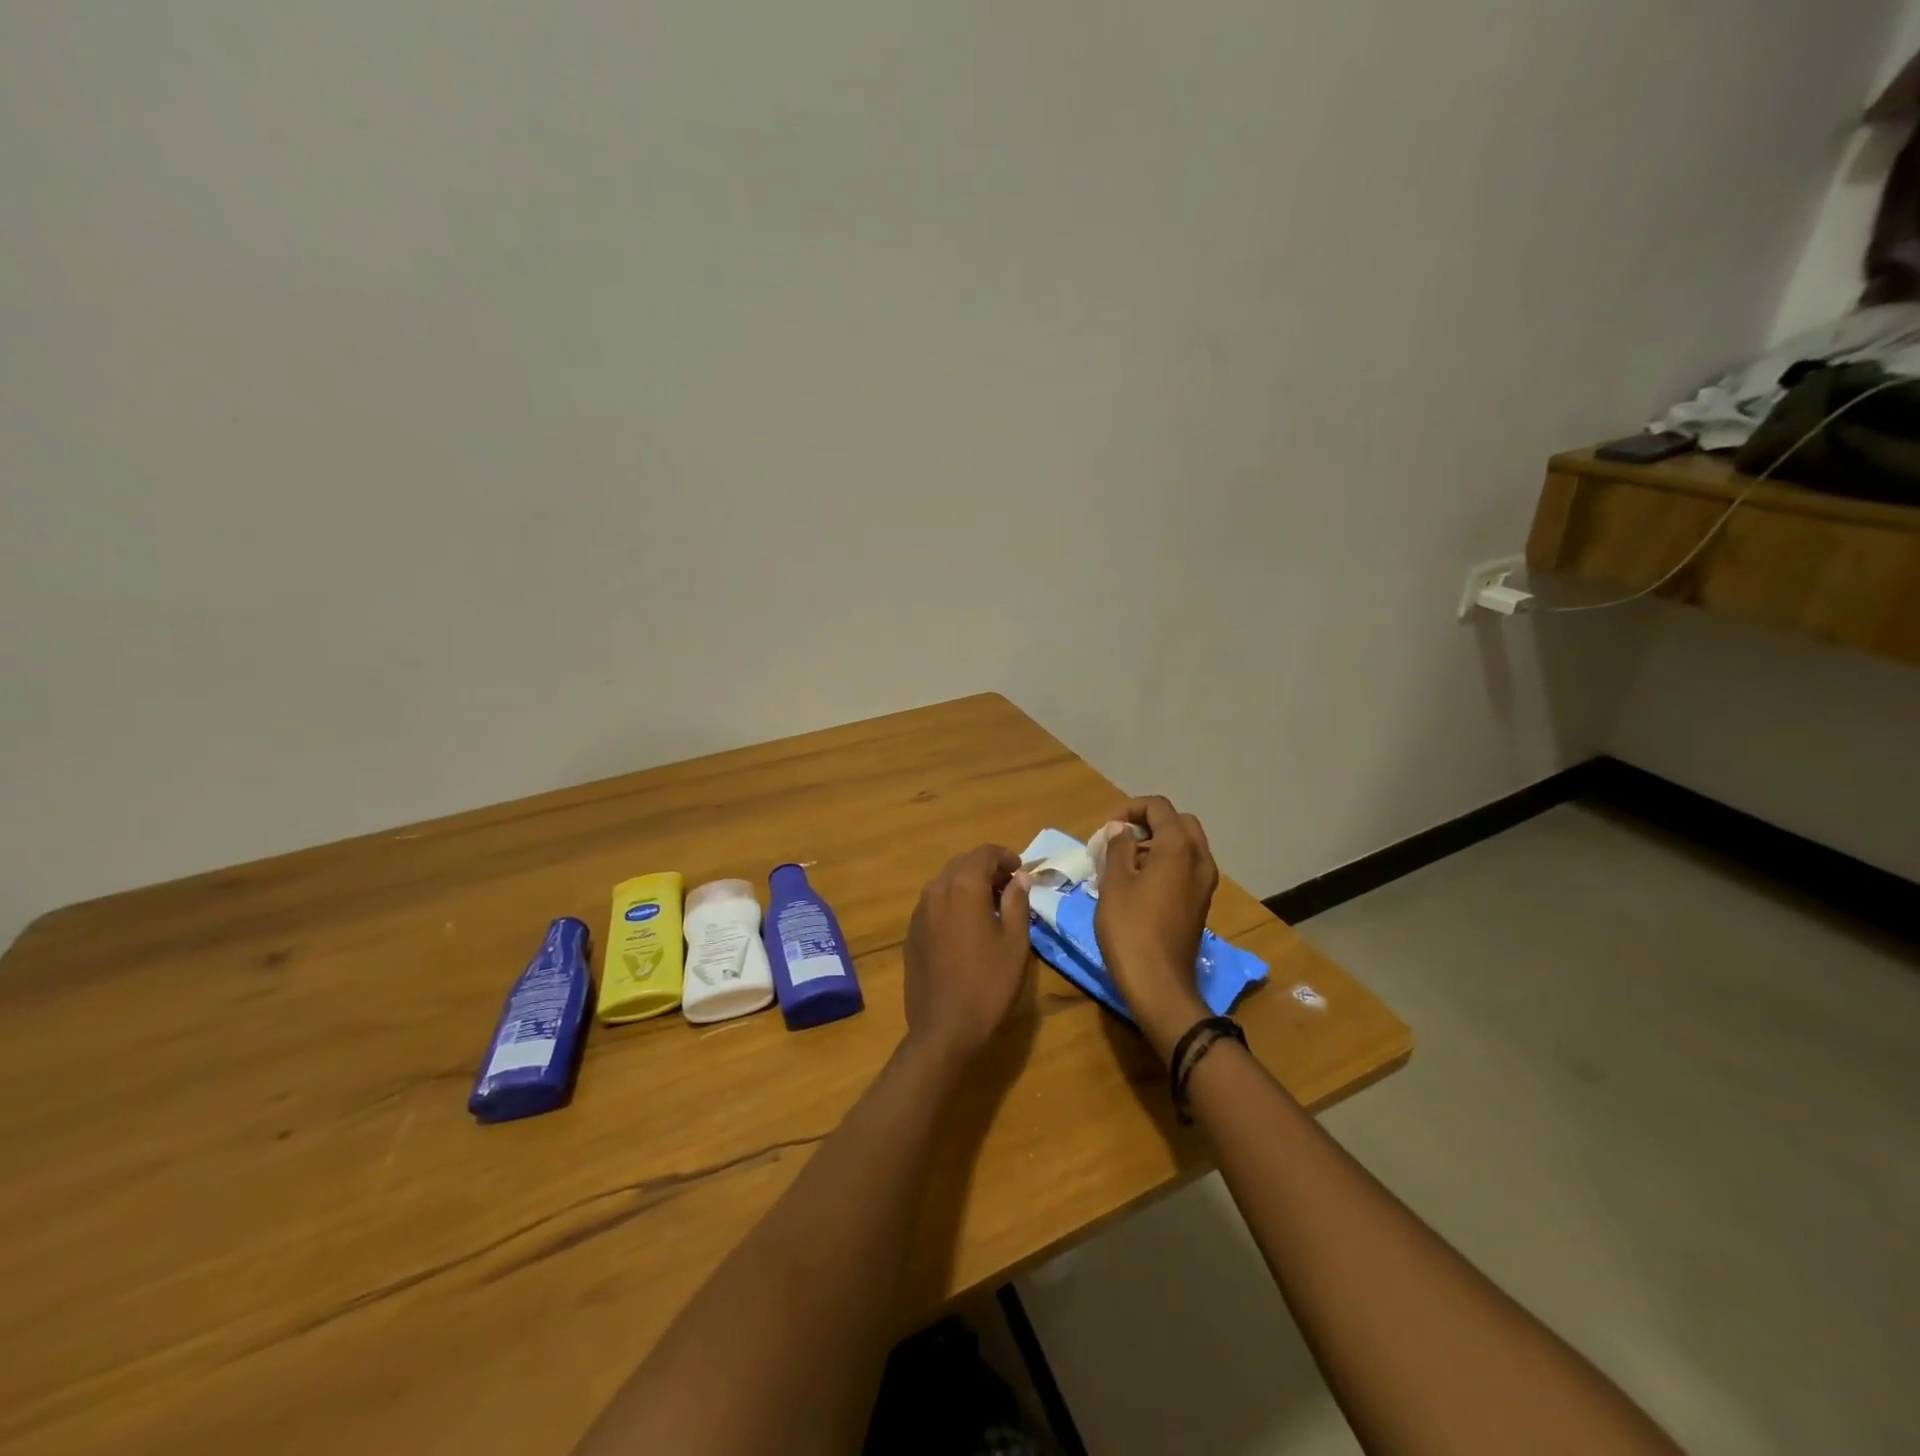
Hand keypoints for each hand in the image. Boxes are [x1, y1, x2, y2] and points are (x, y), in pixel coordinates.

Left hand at [903, 846, 1032, 1070]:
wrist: (943, 1027)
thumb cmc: (988, 983)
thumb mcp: (1015, 942)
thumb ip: (1017, 902)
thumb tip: (1019, 878)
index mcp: (963, 887)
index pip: (985, 853)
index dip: (1006, 857)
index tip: (1022, 872)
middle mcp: (936, 890)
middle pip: (963, 863)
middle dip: (987, 869)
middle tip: (1010, 888)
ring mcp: (919, 911)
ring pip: (946, 882)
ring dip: (969, 884)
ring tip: (992, 907)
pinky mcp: (911, 932)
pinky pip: (935, 903)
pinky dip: (953, 902)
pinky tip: (967, 927)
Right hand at [1094, 796, 1218, 1061]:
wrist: (1159, 984)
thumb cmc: (1130, 929)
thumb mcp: (1114, 883)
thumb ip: (1118, 848)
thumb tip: (1120, 828)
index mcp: (1178, 847)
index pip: (1159, 807)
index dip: (1130, 809)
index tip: (1107, 829)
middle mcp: (1200, 859)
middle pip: (1178, 823)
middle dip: (1149, 823)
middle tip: (1120, 840)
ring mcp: (1205, 883)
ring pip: (1185, 846)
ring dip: (1157, 844)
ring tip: (1124, 864)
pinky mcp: (1201, 903)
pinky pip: (1187, 868)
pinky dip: (1166, 864)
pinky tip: (1139, 886)